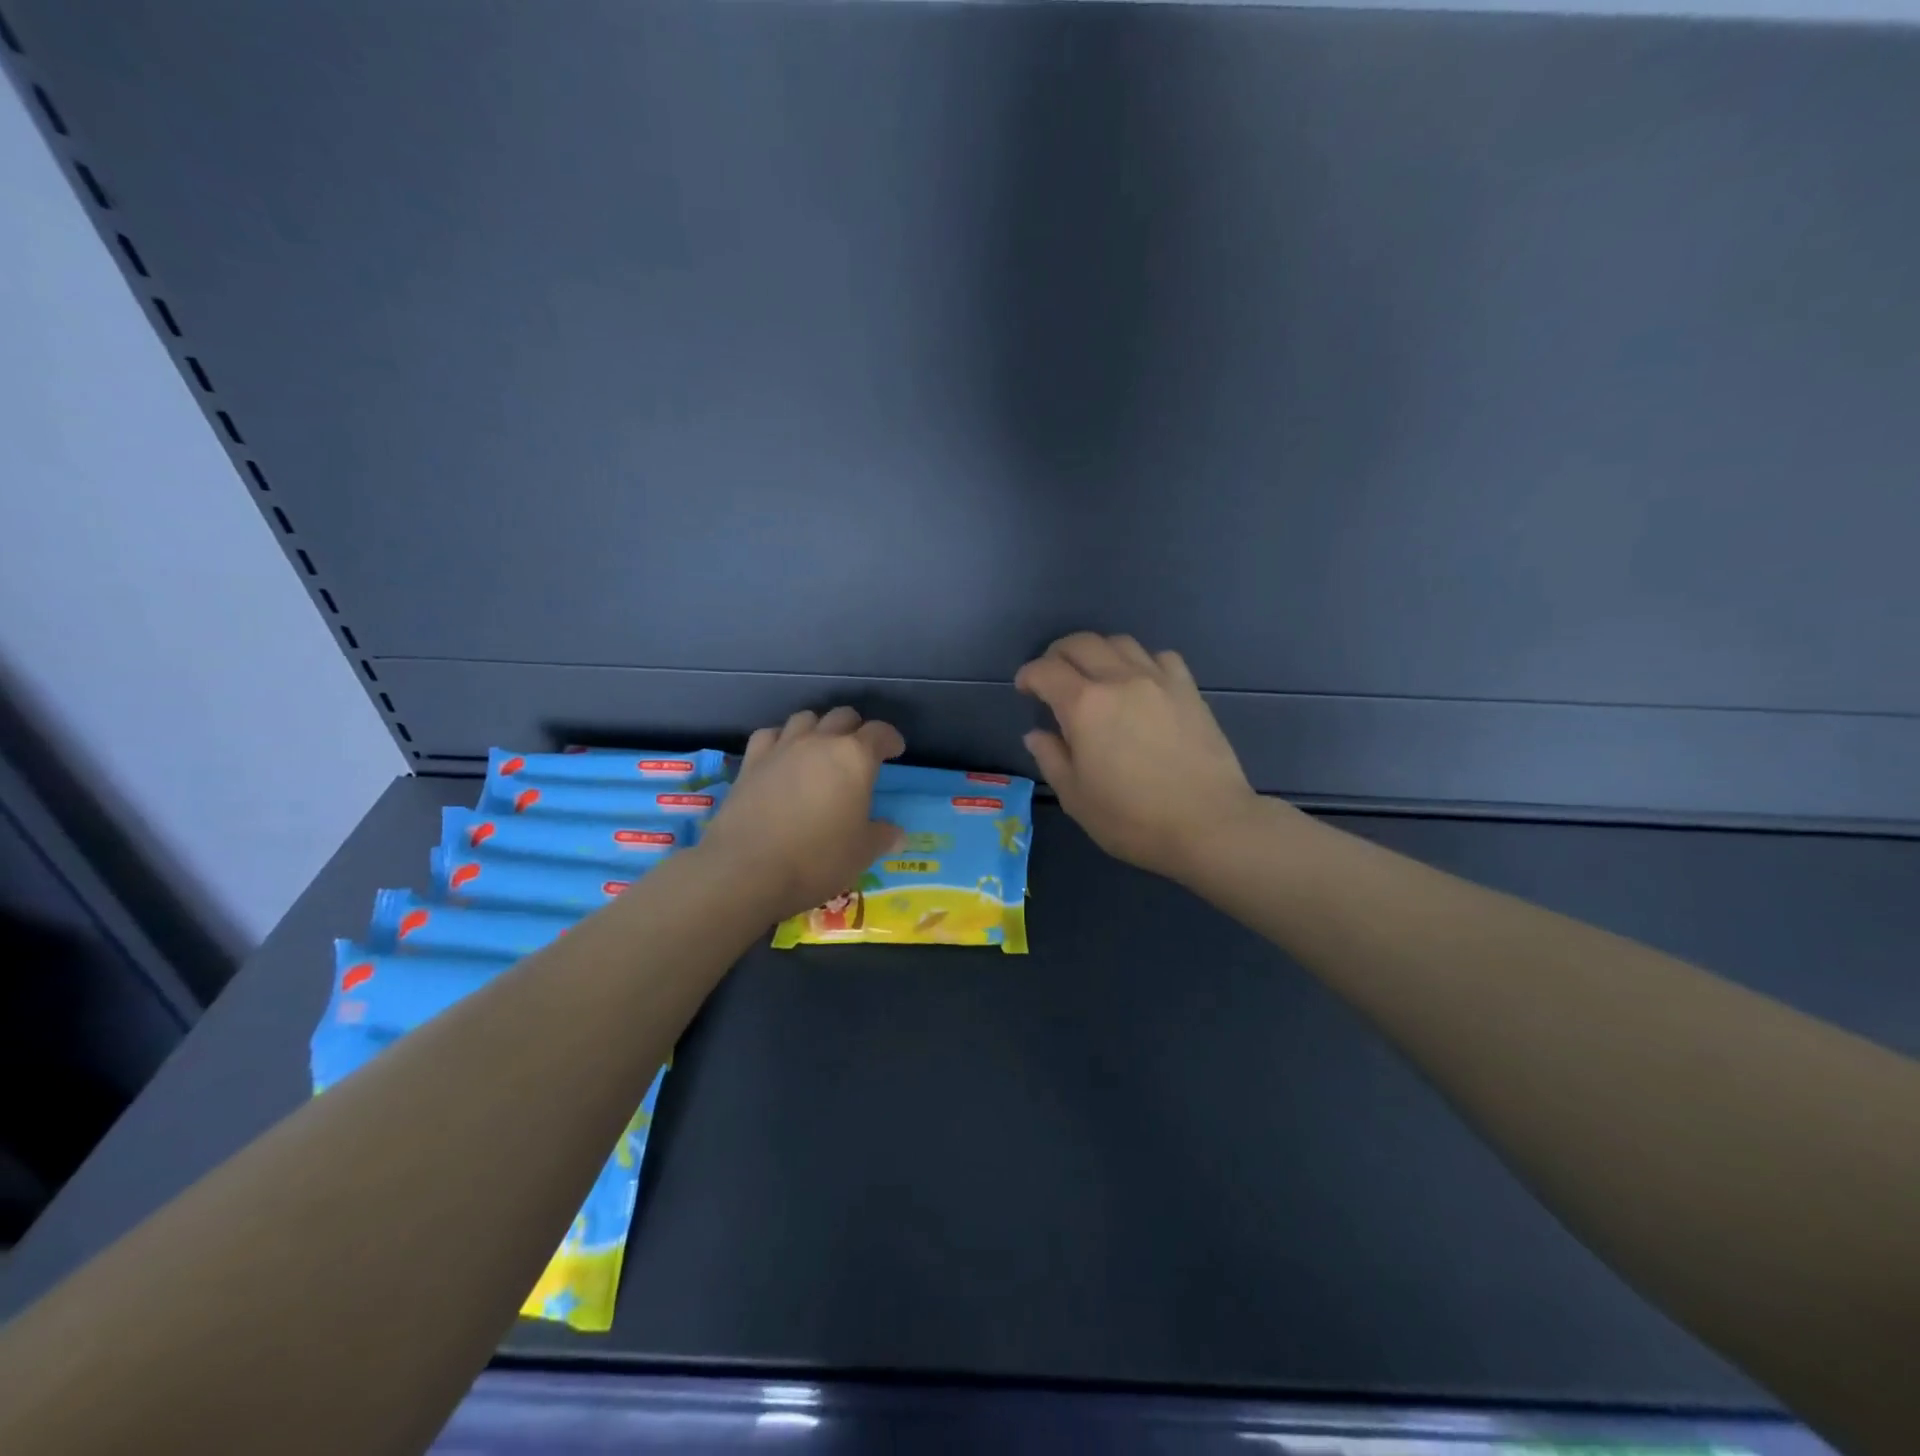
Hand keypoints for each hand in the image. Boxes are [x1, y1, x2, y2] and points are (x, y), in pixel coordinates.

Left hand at [697, 707, 907, 920]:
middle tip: (859, 752)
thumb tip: (897, 834)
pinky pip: (770, 735)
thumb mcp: (861, 853)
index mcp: (854, 757)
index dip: (890, 739)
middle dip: (855, 729)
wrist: (747, 870)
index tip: (894, 750)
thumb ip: (882, 836)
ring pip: (805, 718)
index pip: (879, 732)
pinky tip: (782, 757)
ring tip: (820, 750)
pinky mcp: (751, 761)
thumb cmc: (817, 859)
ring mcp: (782, 748)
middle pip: (842, 716)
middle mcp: (819, 742)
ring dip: (818, 729)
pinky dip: (781, 739)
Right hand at [1016, 632, 1271, 881]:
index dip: (1028, 675)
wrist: (1209, 825)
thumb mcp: (1076, 797)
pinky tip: (1140, 684)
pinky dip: (1140, 661)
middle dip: (1057, 654)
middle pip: (1081, 643)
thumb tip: (1036, 733)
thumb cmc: (1133, 819)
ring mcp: (1158, 680)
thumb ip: (1051, 758)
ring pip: (1120, 642)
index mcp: (1084, 705)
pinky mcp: (1188, 689)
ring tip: (1094, 676)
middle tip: (1053, 678)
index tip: (1025, 690)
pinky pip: (1159, 657)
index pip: (1045, 670)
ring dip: (1098, 652)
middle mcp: (1119, 680)